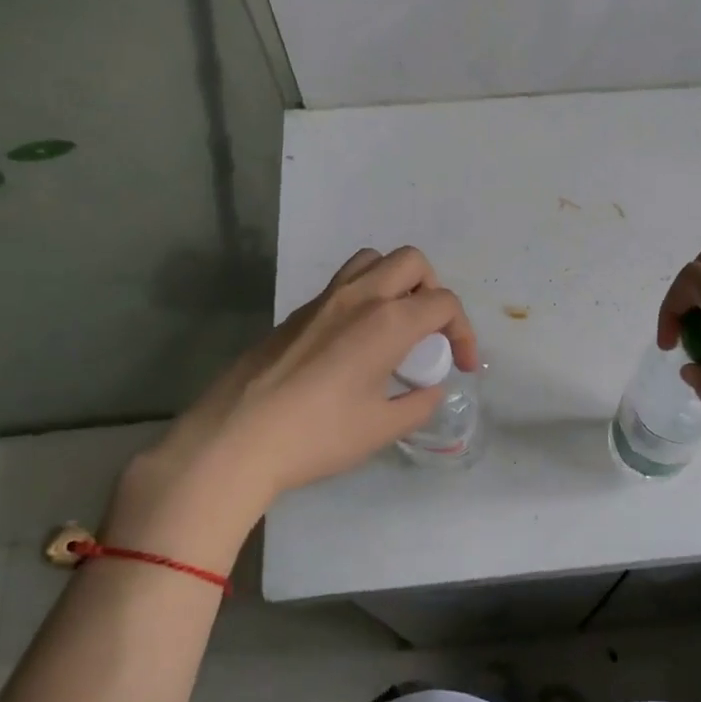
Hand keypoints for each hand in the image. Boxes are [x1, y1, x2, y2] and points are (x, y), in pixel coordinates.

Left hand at [105, 247, 479, 570]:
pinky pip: (343, 284)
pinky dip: (365, 297)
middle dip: (434, 291)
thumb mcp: (381, 428)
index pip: (444, 303)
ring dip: (396, 282)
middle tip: (430, 333)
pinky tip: (356, 343)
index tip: (463, 366)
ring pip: (373, 261)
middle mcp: (359, 297)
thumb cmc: (317, 436)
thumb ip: (418, 404)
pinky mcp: (297, 313)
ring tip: (397, 325)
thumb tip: (430, 390)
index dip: (464, 333)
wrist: (236, 440)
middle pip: (412, 262)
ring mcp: (323, 300)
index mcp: (387, 322)